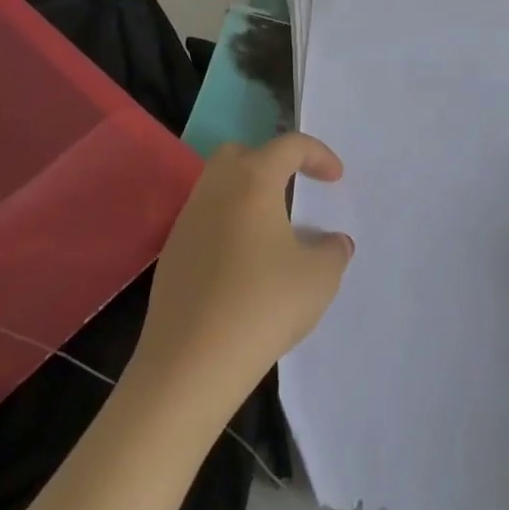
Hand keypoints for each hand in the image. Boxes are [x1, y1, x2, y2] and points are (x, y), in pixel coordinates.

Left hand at [131, 134, 353, 410]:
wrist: (188, 363)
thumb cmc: (261, 306)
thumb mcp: (318, 279)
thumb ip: (333, 251)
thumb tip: (334, 242)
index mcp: (253, 180)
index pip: (289, 146)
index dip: (318, 155)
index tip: (336, 178)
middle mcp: (216, 189)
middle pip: (242, 154)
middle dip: (271, 163)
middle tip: (294, 190)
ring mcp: (188, 220)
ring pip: (219, 186)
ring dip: (247, 196)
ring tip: (272, 231)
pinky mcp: (172, 253)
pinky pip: (206, 220)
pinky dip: (228, 226)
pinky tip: (244, 264)